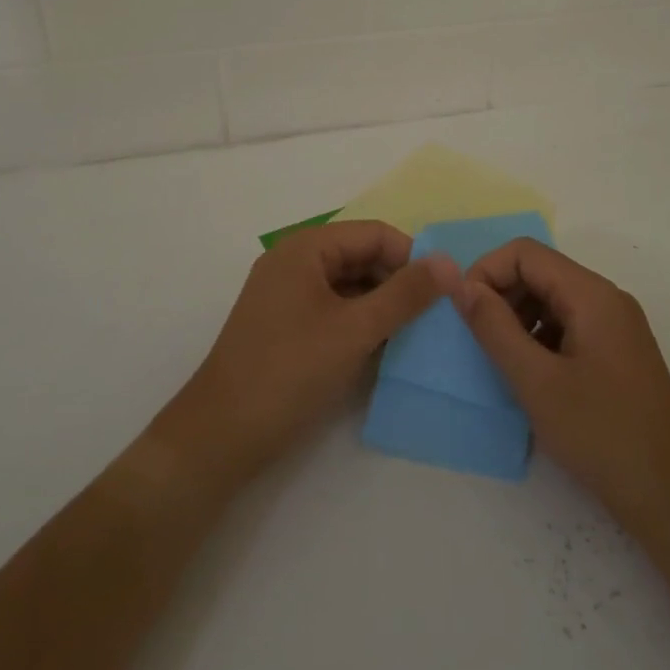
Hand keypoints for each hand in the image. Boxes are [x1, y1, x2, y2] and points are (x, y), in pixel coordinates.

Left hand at [152, 222, 458, 494]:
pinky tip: (382, 348)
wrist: (220, 435)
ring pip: (349, 285)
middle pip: (361, 256)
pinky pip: (332, 308)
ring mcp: (286, 294)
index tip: (444, 292)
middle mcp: (293, 262)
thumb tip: (449, 262)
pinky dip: (359, 322)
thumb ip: (405, 294)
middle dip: (398, 281)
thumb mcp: (355, 330)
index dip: (412, 257)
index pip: (374, 234)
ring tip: (415, 334)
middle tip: (434, 317)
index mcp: (306, 248)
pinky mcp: (284, 325)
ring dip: (382, 304)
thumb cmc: (289, 371)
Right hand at [457, 240, 669, 535]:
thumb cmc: (601, 434)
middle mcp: (606, 299)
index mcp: (592, 294)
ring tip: (503, 362)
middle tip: (478, 341)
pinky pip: (568, 325)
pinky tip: (531, 377)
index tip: (463, 312)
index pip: (525, 252)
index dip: (486, 272)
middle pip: (540, 272)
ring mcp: (616, 326)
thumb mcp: (536, 381)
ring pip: (552, 300)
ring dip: (518, 319)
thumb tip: (459, 284)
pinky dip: (540, 339)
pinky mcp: (617, 352)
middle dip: (501, 296)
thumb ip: (493, 327)